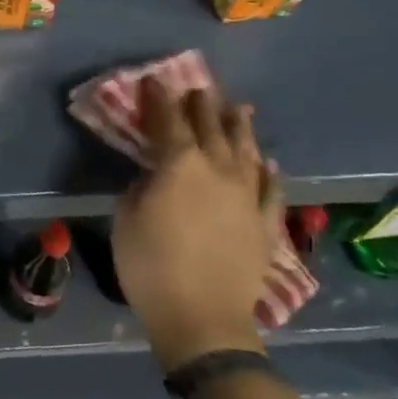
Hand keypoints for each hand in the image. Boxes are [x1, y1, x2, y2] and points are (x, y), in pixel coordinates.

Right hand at [112, 77, 278, 371]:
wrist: (202, 318)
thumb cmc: (150, 265)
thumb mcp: (126, 217)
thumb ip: (142, 187)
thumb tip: (156, 177)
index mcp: (180, 164)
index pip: (168, 120)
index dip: (158, 98)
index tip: (153, 80)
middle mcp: (218, 169)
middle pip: (211, 127)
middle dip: (201, 105)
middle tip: (197, 88)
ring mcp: (247, 195)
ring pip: (246, 150)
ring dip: (240, 127)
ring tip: (238, 109)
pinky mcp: (264, 223)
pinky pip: (271, 190)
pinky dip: (268, 173)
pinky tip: (268, 164)